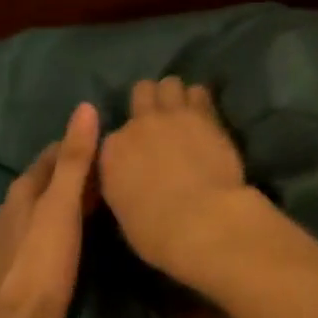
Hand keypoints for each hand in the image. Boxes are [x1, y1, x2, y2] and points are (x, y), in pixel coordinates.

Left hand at [0, 102, 99, 317]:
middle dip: (73, 173)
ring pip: (41, 208)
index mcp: (21, 190)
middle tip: (111, 173)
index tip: (108, 146)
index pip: (51, 154)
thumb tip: (84, 107)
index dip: (78, 146)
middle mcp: (9, 209)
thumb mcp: (64, 205)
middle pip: (45, 181)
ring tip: (99, 202)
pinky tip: (72, 238)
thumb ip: (75, 158)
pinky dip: (57, 226)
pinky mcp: (11, 267)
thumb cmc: (44, 261)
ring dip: (65, 201)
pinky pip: (38, 233)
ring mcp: (7, 240)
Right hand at [99, 77, 247, 279]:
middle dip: (150, 101)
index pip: (114, 135)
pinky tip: (206, 114)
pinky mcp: (204, 115)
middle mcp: (137, 126)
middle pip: (141, 92)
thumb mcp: (125, 214)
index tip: (140, 154)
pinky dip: (201, 101)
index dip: (129, 143)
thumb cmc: (158, 234)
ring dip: (176, 95)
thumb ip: (125, 187)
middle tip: (162, 120)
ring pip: (170, 83)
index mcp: (111, 153)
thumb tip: (134, 183)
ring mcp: (171, 116)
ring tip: (186, 112)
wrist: (202, 222)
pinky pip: (199, 92)